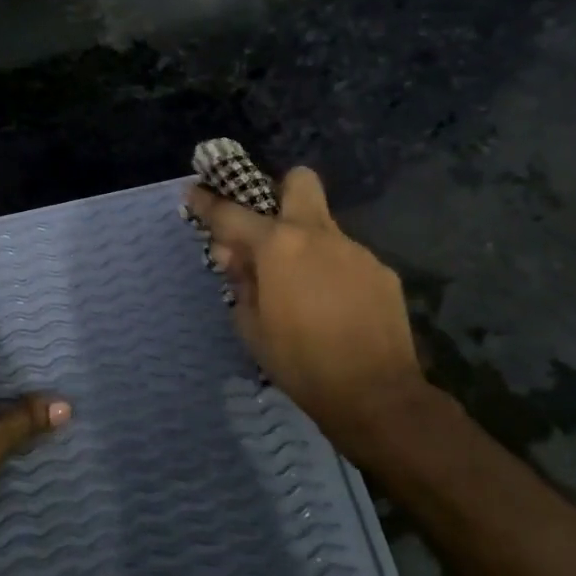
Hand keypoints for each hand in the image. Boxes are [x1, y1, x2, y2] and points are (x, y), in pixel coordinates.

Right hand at [185, 167, 426, 457]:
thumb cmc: (300, 362)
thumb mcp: (251, 326)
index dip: (207, 202)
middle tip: (267, 228)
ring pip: (324, 228)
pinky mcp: (382, 272)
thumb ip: (241, 282)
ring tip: (302, 289)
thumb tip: (237, 258)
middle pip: (299, 181)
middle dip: (279, 190)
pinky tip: (334, 308)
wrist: (374, 394)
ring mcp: (356, 251)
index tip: (193, 192)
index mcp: (279, 245)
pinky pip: (347, 259)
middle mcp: (319, 235)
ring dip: (306, 245)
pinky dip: (333, 273)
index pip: (232, 213)